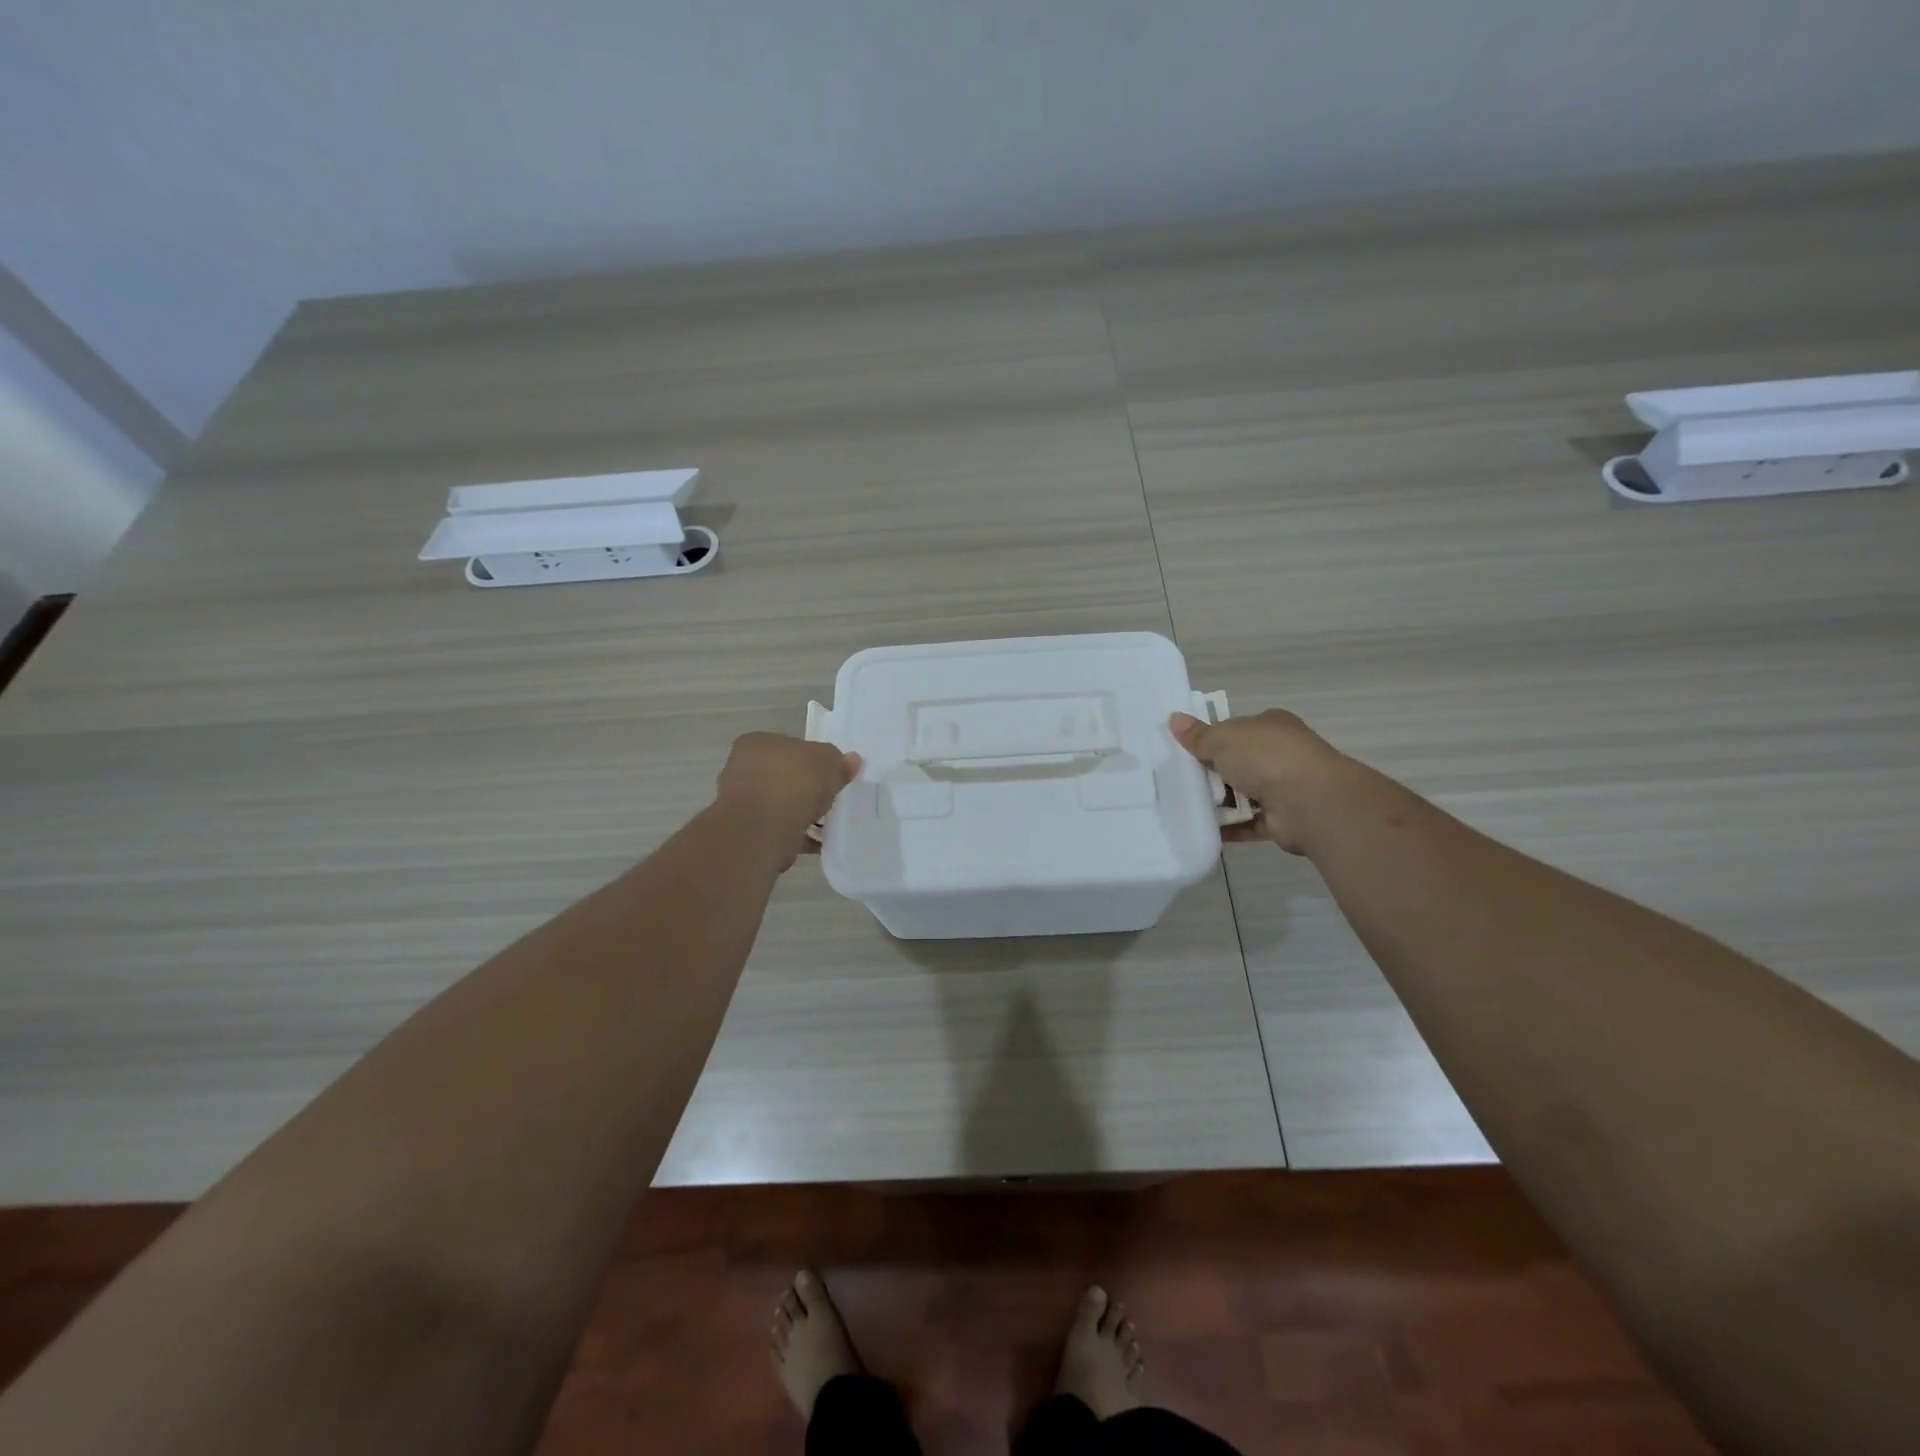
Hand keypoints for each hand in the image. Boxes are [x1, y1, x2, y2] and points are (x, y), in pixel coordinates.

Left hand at [715, 733, 861, 868]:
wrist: (763, 830)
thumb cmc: (793, 782)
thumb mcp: (828, 762)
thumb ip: (839, 761)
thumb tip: (850, 760)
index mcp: (756, 743)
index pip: (788, 746)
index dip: (811, 759)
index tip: (829, 774)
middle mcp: (743, 769)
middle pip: (784, 775)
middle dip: (805, 787)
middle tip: (830, 797)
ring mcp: (742, 802)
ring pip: (780, 804)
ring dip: (801, 812)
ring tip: (827, 822)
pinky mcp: (748, 831)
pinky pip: (780, 829)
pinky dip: (797, 834)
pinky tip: (818, 842)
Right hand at [1169, 709, 1349, 853]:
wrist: (1309, 801)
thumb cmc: (1265, 757)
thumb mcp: (1222, 739)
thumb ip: (1198, 735)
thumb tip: (1174, 719)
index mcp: (1272, 726)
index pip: (1238, 729)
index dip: (1213, 738)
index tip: (1187, 750)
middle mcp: (1282, 754)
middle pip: (1240, 762)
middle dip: (1213, 772)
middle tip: (1180, 780)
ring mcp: (1285, 787)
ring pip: (1245, 794)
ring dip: (1221, 802)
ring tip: (1186, 806)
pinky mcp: (1284, 819)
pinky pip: (1250, 823)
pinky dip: (1231, 828)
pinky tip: (1205, 830)